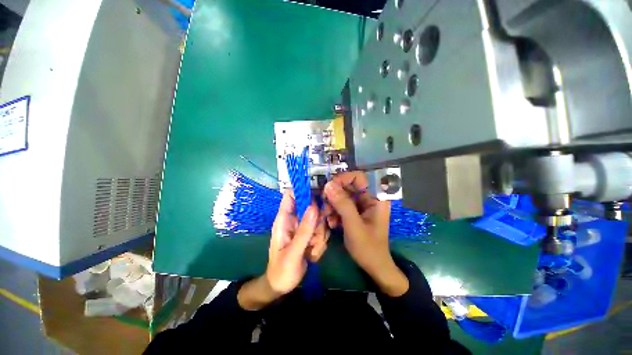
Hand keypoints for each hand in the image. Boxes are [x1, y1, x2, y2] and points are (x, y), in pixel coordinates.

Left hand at [238, 192, 326, 309]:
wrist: (281, 287)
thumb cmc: (281, 270)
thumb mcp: (293, 252)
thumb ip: (304, 230)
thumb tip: (314, 206)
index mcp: (284, 219)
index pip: (291, 195)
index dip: (303, 191)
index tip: (318, 197)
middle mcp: (294, 220)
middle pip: (312, 207)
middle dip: (317, 223)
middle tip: (315, 237)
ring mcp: (303, 227)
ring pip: (319, 221)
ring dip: (319, 236)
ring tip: (310, 252)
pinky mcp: (310, 235)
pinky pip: (321, 231)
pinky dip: (320, 243)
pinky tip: (312, 255)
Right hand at [323, 172, 408, 296]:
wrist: (374, 267)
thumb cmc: (368, 248)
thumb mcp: (354, 225)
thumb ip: (342, 204)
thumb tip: (328, 184)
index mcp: (376, 197)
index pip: (360, 177)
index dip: (344, 178)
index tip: (329, 187)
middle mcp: (369, 197)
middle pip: (349, 186)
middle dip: (334, 194)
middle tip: (324, 204)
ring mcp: (362, 205)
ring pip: (343, 195)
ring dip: (332, 204)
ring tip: (327, 217)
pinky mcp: (355, 212)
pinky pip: (342, 205)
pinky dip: (335, 211)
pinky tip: (332, 223)